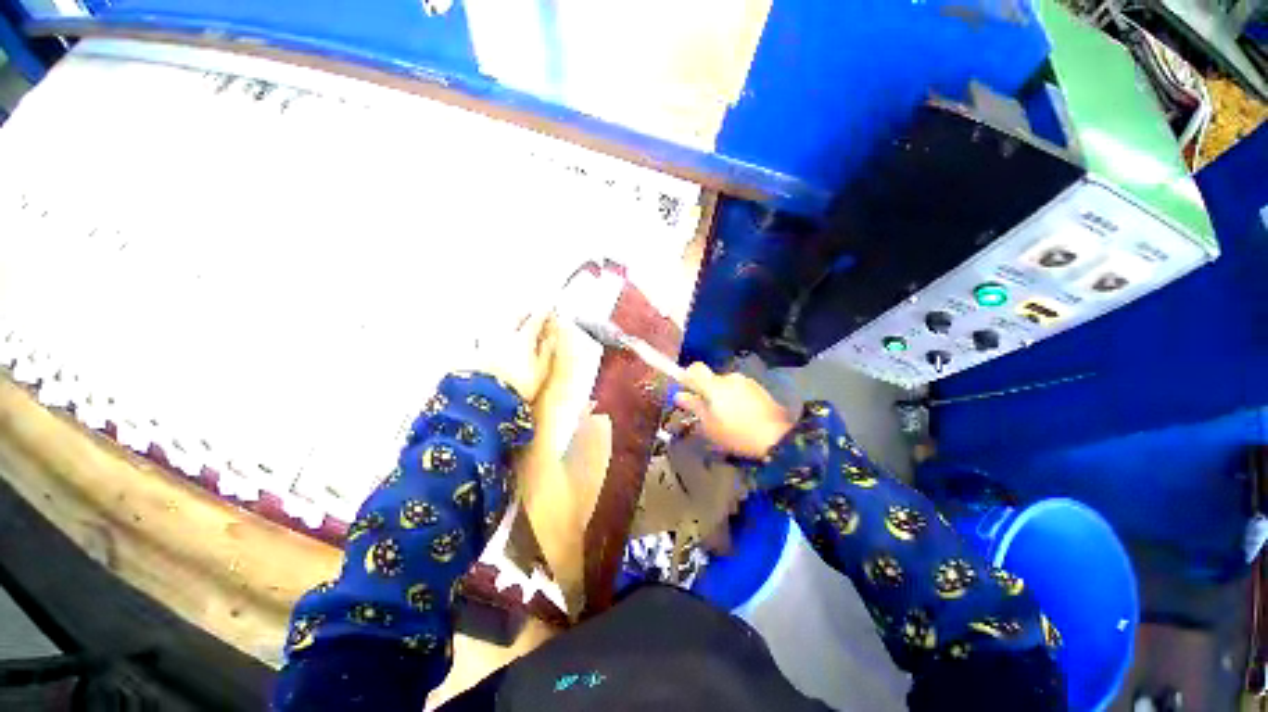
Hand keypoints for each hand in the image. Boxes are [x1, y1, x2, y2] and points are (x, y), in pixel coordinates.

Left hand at [475, 312, 557, 401]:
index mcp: (523, 338)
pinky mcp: (478, 351)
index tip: (549, 311)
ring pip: (500, 322)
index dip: (544, 313)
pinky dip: (495, 329)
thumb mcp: (541, 369)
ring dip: (510, 318)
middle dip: (525, 311)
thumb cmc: (519, 386)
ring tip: (516, 320)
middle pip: (515, 315)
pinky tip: (497, 333)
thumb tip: (551, 336)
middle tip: (532, 312)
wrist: (488, 400)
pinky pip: (488, 333)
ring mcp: (489, 341)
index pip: (535, 319)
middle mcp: (505, 334)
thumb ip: (547, 350)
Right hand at [673, 363, 793, 458]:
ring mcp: (747, 382)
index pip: (695, 368)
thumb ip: (693, 406)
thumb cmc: (735, 433)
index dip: (688, 376)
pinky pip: (740, 390)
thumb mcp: (708, 424)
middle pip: (712, 379)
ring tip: (728, 418)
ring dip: (723, 396)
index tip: (688, 390)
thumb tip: (680, 395)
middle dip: (707, 392)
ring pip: (727, 385)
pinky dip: (737, 399)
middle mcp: (730, 378)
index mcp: (714, 385)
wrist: (775, 438)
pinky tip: (742, 417)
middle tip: (708, 412)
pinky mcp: (759, 389)